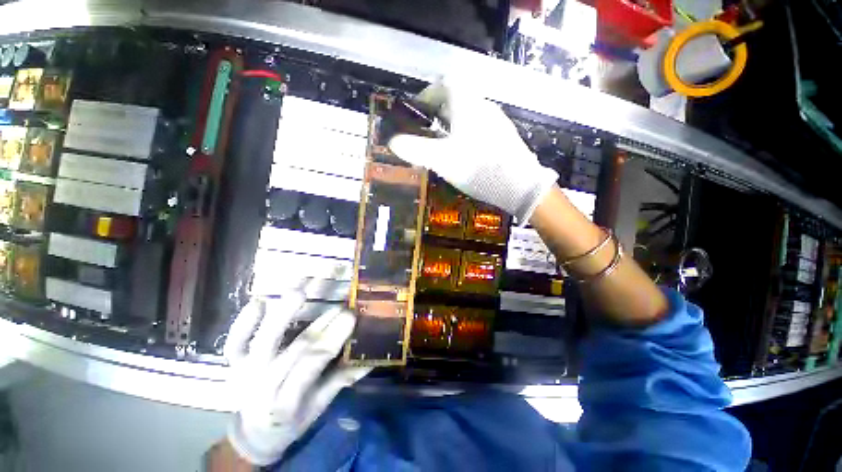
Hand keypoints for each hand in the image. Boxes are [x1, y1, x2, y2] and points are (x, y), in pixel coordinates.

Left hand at [223, 293, 370, 465]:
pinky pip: (235, 341)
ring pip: (264, 341)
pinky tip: (260, 300)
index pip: (311, 365)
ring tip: (300, 291)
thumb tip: (371, 357)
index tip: (351, 318)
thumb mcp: (318, 408)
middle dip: (321, 326)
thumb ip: (342, 380)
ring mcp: (245, 371)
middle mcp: (263, 386)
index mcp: (286, 402)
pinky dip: (244, 321)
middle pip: (294, 350)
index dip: (331, 340)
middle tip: (342, 307)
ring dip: (282, 314)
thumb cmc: (291, 421)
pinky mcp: (234, 362)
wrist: (253, 434)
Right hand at [388, 80, 557, 223]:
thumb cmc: (477, 167)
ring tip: (440, 146)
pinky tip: (462, 154)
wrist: (518, 185)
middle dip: (436, 113)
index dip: (427, 94)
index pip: (444, 84)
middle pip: (455, 100)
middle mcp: (483, 106)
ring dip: (450, 125)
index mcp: (467, 103)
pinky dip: (463, 135)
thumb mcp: (441, 159)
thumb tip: (393, 142)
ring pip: (467, 115)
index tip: (417, 111)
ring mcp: (496, 121)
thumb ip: (415, 149)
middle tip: (425, 132)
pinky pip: (477, 128)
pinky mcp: (502, 136)